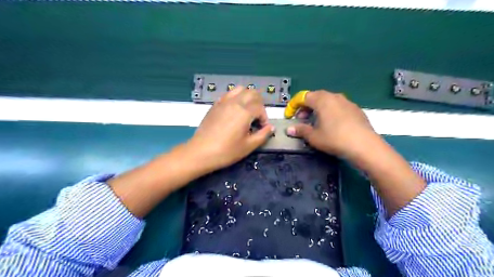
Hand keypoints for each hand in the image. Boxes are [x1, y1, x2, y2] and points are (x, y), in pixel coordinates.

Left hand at [188, 87, 275, 172]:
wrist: (201, 152)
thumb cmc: (227, 151)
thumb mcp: (249, 146)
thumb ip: (263, 135)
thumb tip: (270, 127)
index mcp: (244, 112)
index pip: (260, 107)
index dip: (265, 118)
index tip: (263, 128)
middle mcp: (235, 102)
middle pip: (252, 93)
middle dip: (259, 104)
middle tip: (257, 118)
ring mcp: (223, 102)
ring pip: (240, 89)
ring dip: (247, 97)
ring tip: (247, 111)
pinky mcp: (215, 105)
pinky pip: (228, 94)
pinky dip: (236, 98)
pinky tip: (234, 111)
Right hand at [288, 91, 426, 216]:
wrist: (364, 145)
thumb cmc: (335, 139)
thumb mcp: (314, 136)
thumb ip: (300, 130)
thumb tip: (289, 129)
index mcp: (322, 100)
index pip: (303, 97)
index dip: (293, 106)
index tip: (289, 116)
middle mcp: (334, 96)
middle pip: (315, 97)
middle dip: (305, 107)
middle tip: (301, 120)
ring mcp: (347, 102)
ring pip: (327, 101)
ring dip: (317, 109)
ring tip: (315, 122)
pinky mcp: (355, 109)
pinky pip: (338, 106)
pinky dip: (329, 112)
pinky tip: (331, 125)